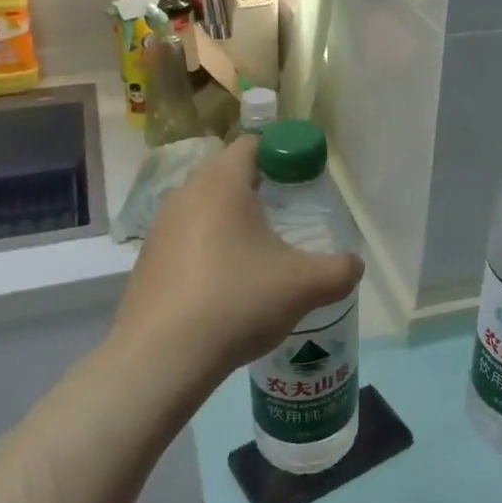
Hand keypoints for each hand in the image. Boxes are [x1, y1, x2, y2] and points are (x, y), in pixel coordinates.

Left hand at [111, 137, 363, 388]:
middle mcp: (185, 194)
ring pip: (203, 207)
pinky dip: (208, 248)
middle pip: (226, 173)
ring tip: (259, 251)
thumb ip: (339, 270)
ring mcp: (160, 227)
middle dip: (258, 187)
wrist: (161, 358)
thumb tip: (354, 265)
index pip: (252, 144)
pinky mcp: (147, 260)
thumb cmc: (237, 301)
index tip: (303, 175)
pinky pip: (186, 239)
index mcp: (221, 183)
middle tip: (288, 212)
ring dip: (230, 220)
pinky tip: (226, 283)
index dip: (281, 153)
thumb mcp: (304, 285)